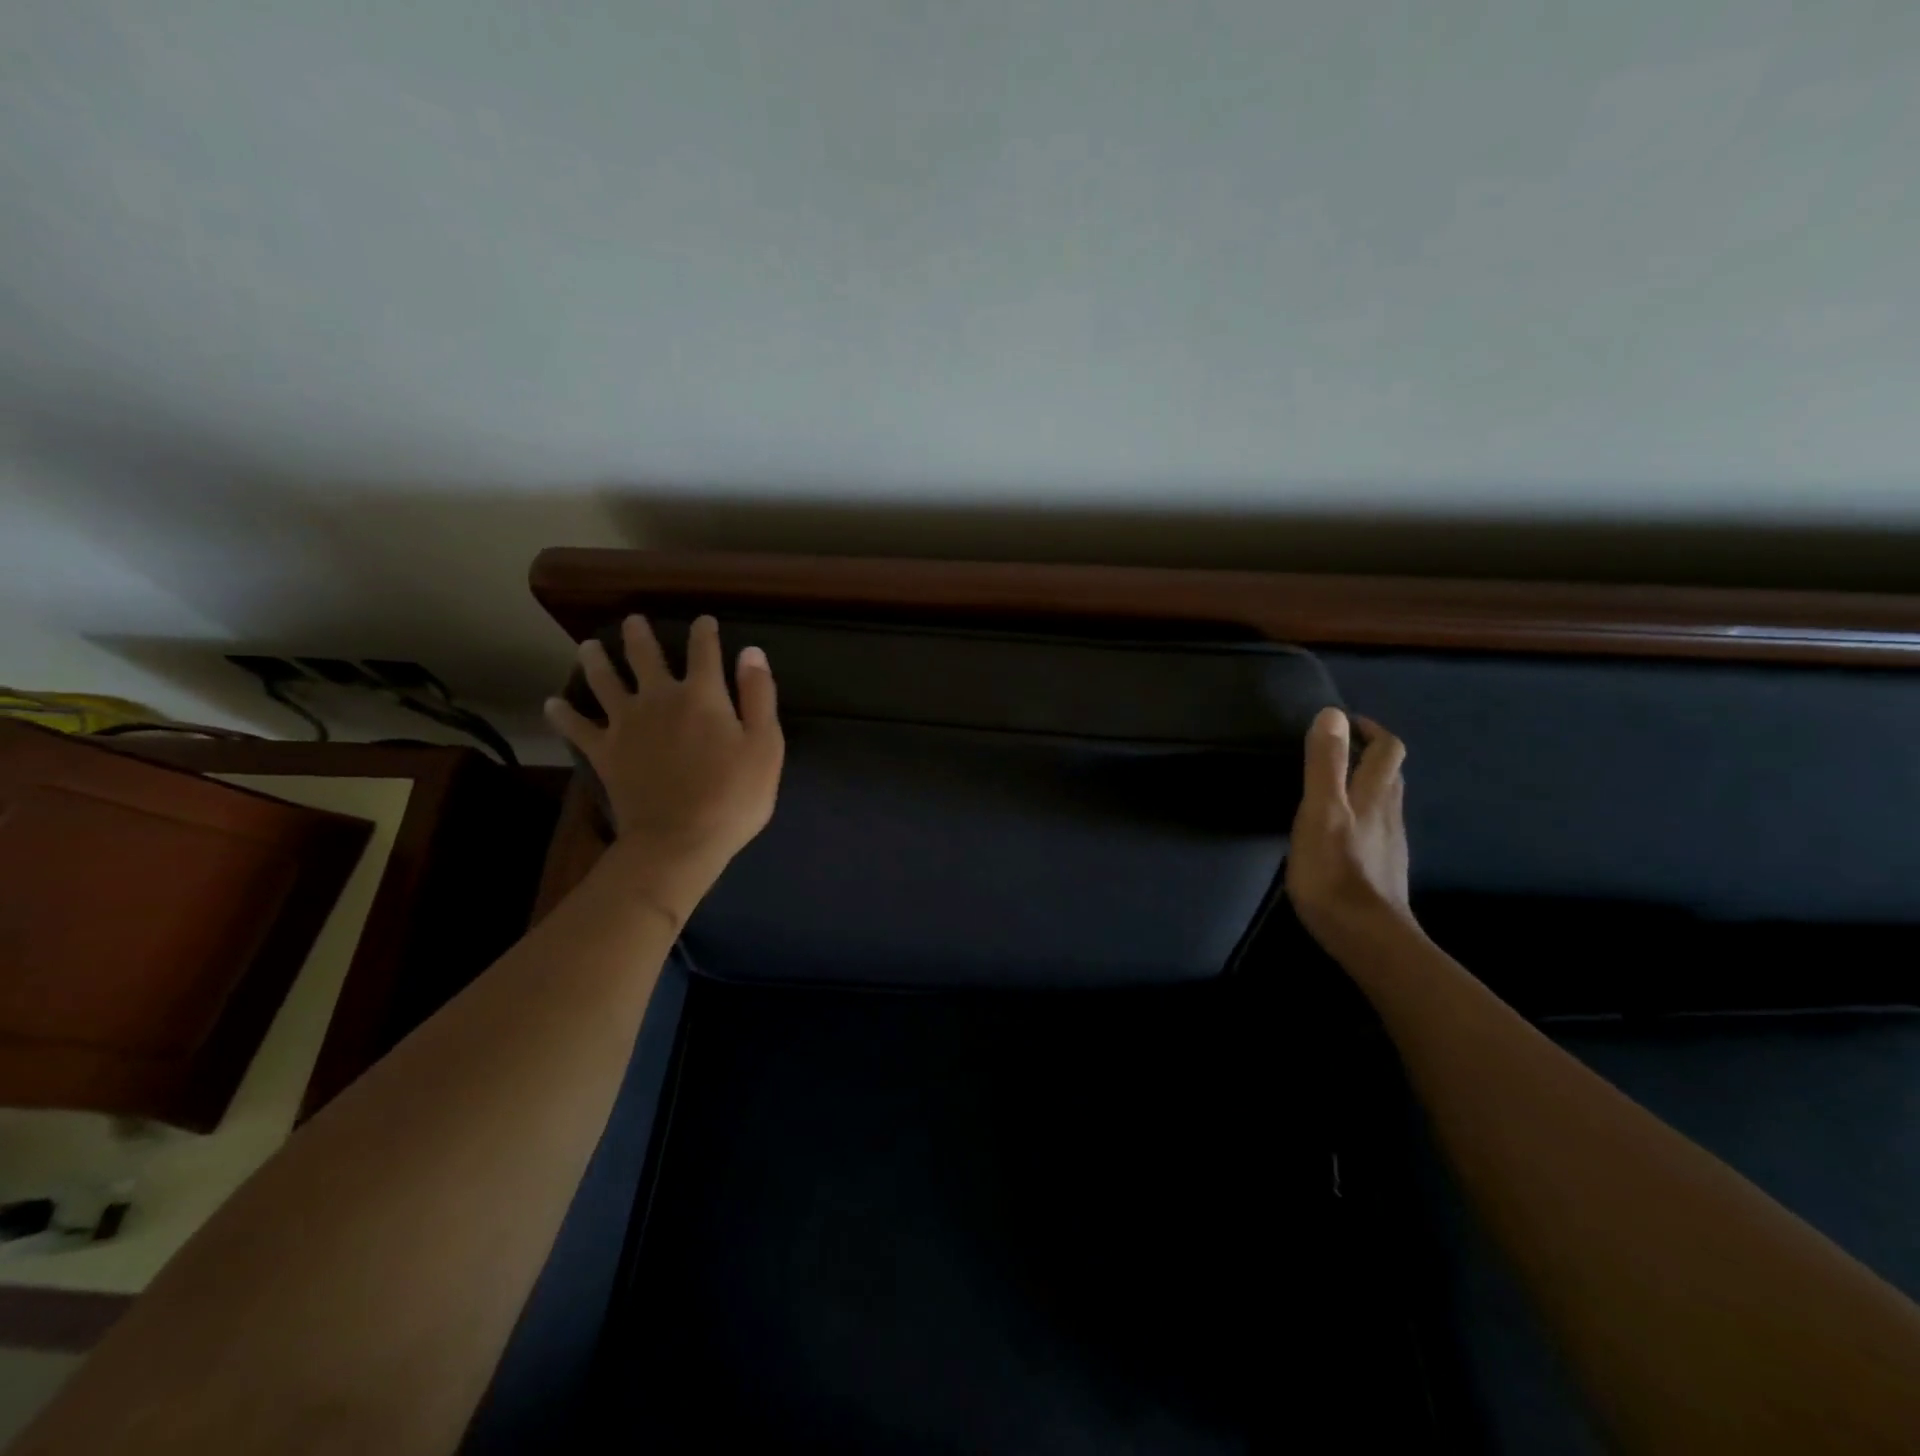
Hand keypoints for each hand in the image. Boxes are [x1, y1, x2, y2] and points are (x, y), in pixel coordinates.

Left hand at [545, 614, 783, 925]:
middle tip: (633, 620)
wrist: (679, 840)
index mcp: (702, 695)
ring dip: (596, 660)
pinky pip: (577, 728)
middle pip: (645, 657)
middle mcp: (659, 698)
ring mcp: (625, 724)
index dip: (704, 633)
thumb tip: (751, 652)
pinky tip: (552, 704)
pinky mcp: (604, 752)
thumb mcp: (765, 746)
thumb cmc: (733, 796)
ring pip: (604, 681)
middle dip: (640, 635)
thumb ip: (759, 696)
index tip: (704, 621)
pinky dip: (563, 714)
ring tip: (588, 646)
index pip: (704, 651)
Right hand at [1285, 708, 1415, 955]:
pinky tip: (1341, 832)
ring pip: (1385, 803)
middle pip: (1390, 775)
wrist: (1366, 937)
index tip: (1346, 722)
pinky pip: (1377, 830)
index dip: (1371, 730)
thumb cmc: (1334, 871)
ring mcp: (1389, 845)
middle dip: (1370, 755)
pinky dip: (1362, 816)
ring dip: (1366, 785)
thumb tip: (1332, 713)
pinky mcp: (1382, 869)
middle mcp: (1389, 815)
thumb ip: (1324, 764)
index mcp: (1374, 796)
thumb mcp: (1321, 811)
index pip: (1387, 750)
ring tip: (1335, 787)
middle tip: (1339, 750)